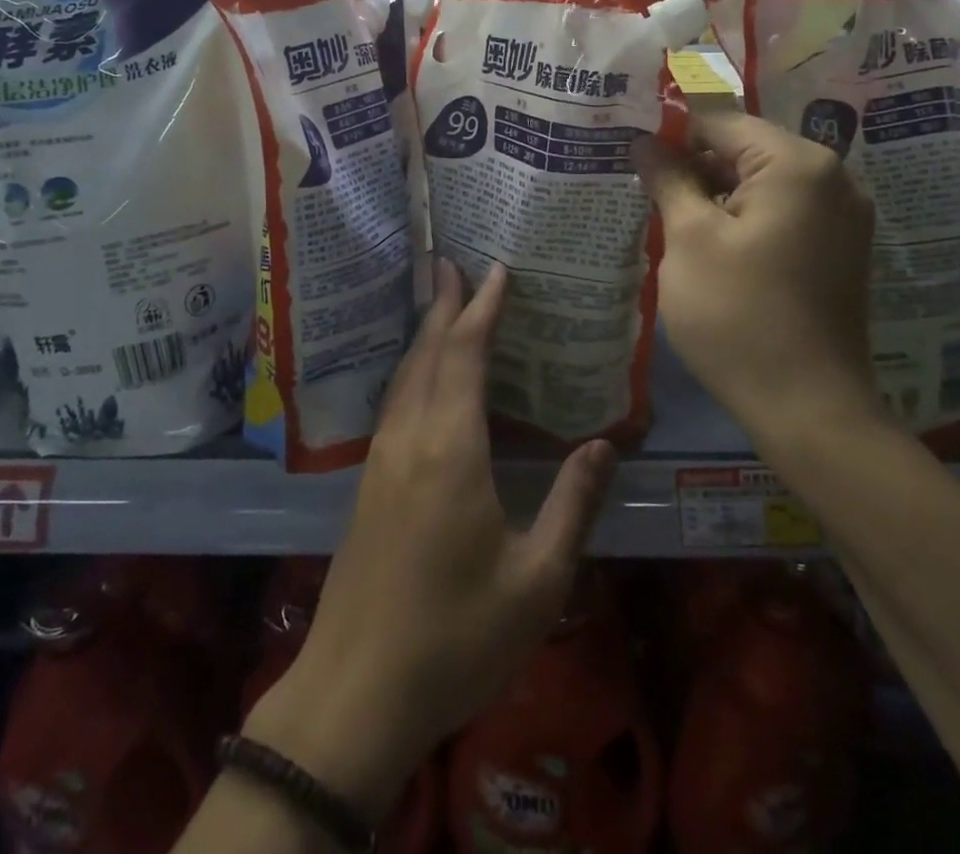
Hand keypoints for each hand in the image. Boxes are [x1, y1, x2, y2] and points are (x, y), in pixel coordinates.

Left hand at [243, 261, 618, 820]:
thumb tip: (605, 445)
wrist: (354, 695)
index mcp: (450, 450)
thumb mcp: (536, 581)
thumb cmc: (455, 638)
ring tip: (441, 305)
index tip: (496, 271)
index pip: (464, 356)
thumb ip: (573, 505)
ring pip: (404, 376)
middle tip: (455, 264)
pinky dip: (413, 370)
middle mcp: (410, 439)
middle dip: (444, 306)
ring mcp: (381, 461)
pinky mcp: (368, 485)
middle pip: (426, 354)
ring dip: (424, 334)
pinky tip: (422, 380)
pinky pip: (394, 403)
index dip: (481, 310)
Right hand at [633, 111, 880, 440]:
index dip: (670, 136)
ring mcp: (843, 216)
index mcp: (797, 164)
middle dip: (693, 166)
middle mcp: (832, 177)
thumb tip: (645, 142)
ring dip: (716, 194)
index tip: (631, 157)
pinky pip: (783, 212)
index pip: (720, 123)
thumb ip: (667, 179)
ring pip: (763, 183)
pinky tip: (709, 245)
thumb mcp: (689, 239)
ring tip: (669, 217)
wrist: (808, 408)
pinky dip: (745, 218)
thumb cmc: (738, 314)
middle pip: (746, 150)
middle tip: (644, 191)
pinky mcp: (839, 249)